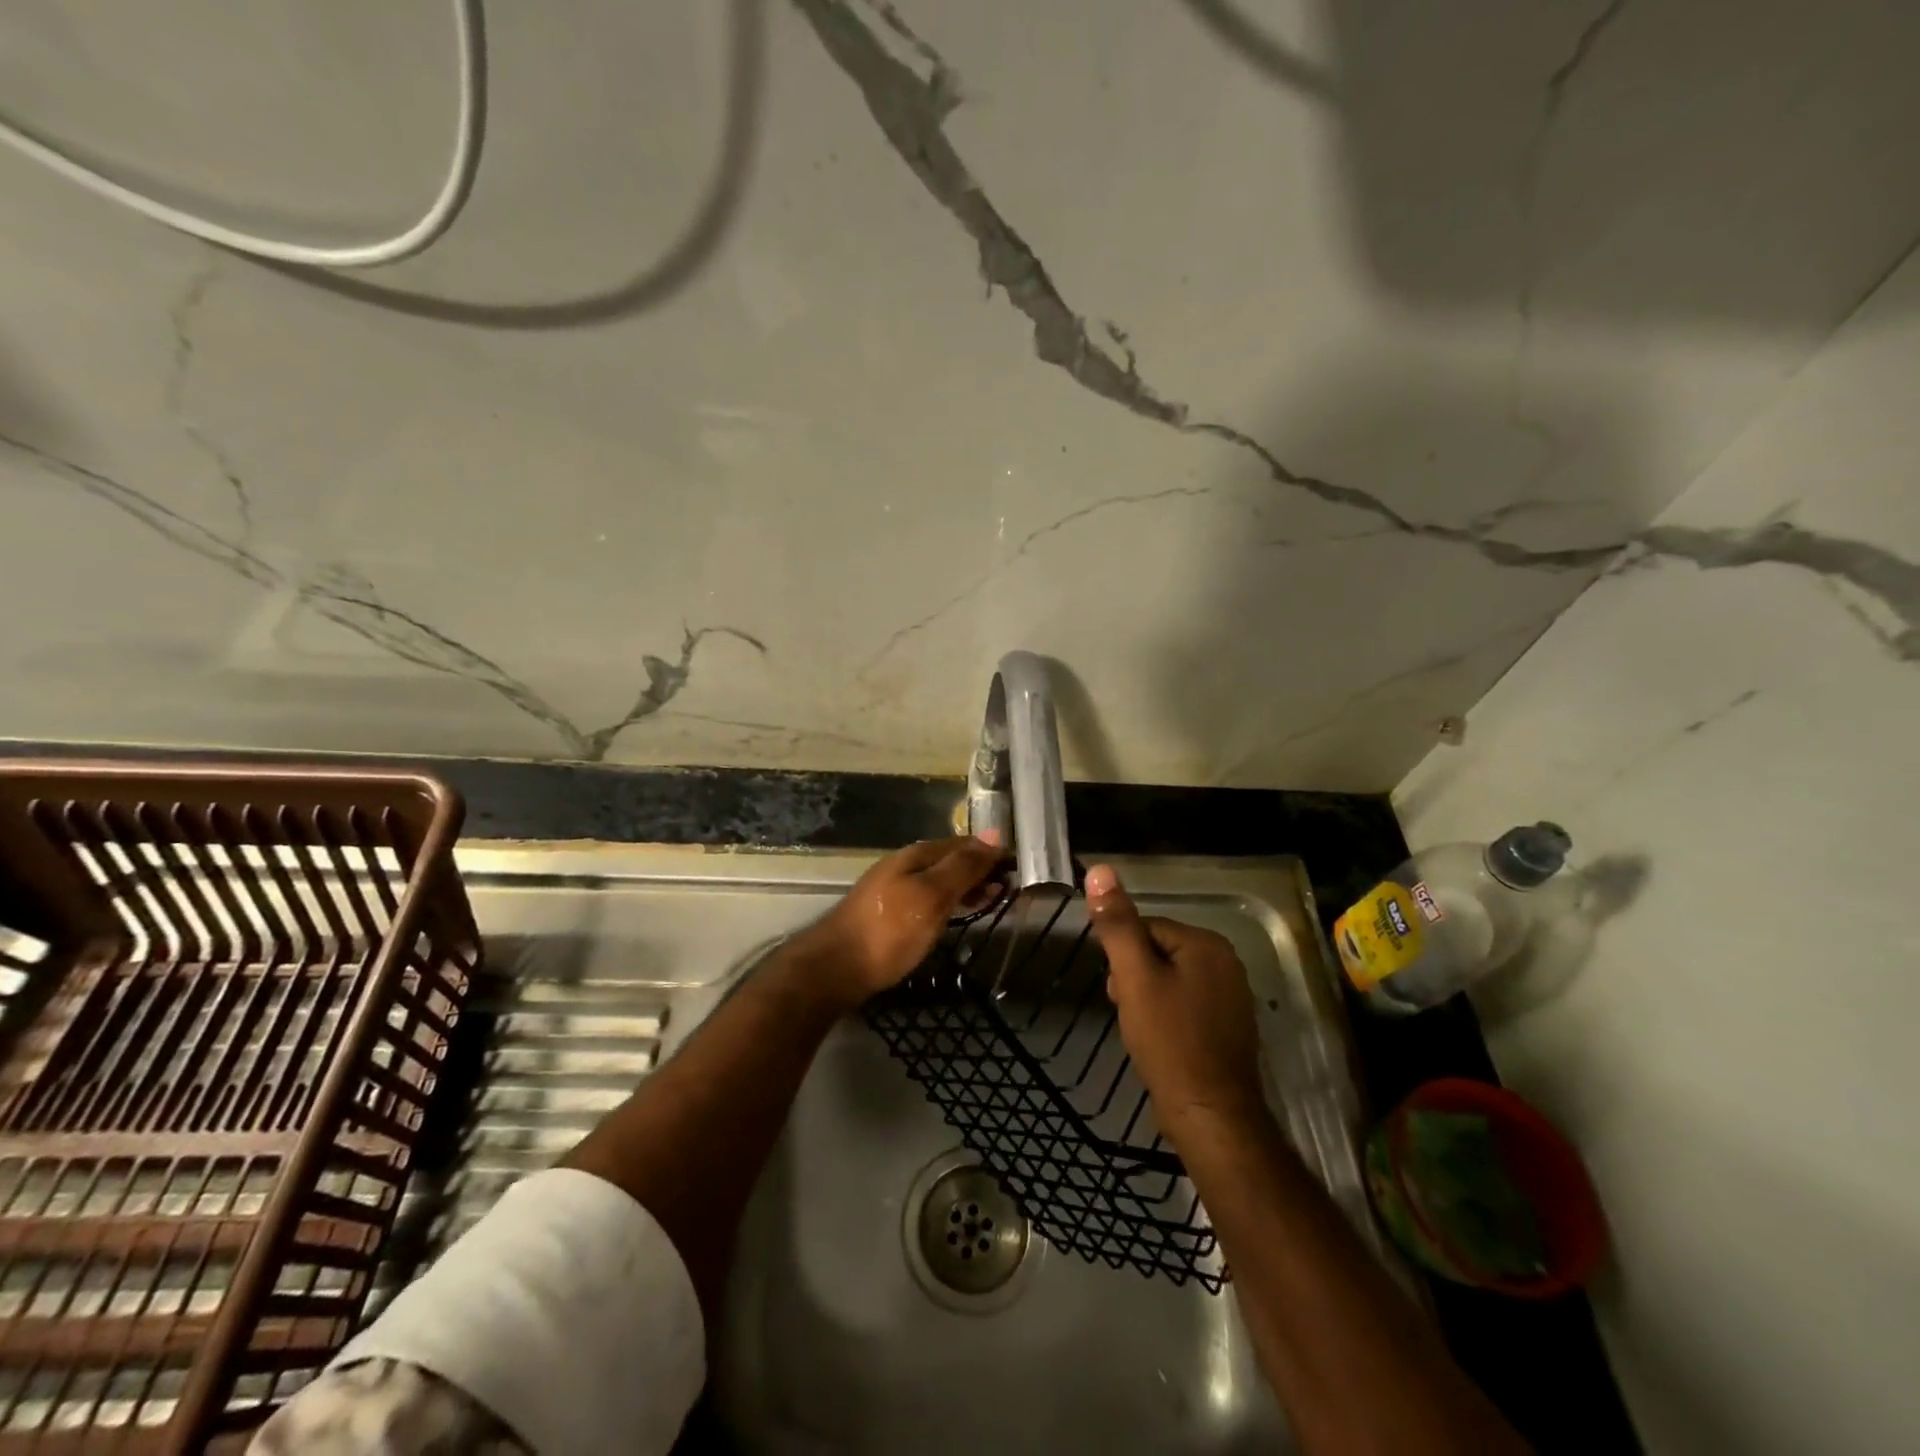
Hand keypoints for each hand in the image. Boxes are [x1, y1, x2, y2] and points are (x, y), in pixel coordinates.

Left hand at [798, 835, 1003, 1009]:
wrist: (835, 968)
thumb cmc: (889, 931)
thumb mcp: (932, 895)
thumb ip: (963, 867)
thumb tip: (996, 835)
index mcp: (917, 855)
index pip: (963, 844)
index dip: (990, 853)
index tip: (1017, 869)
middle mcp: (905, 865)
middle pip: (951, 859)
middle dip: (980, 869)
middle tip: (1009, 889)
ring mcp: (894, 888)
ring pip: (940, 879)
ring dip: (966, 886)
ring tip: (991, 901)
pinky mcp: (888, 914)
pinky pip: (928, 897)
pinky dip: (950, 902)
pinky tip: (956, 915)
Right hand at [1085, 863, 1268, 1131]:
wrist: (1211, 1116)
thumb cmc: (1170, 1041)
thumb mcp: (1135, 978)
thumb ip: (1118, 924)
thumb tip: (1100, 870)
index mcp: (1207, 944)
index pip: (1147, 928)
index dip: (1123, 958)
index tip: (1117, 989)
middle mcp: (1227, 963)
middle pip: (1160, 953)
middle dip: (1136, 978)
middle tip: (1128, 1011)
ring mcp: (1232, 997)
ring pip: (1171, 981)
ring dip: (1148, 999)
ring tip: (1140, 1030)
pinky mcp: (1229, 1027)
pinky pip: (1187, 1006)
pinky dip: (1168, 1019)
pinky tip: (1159, 1043)